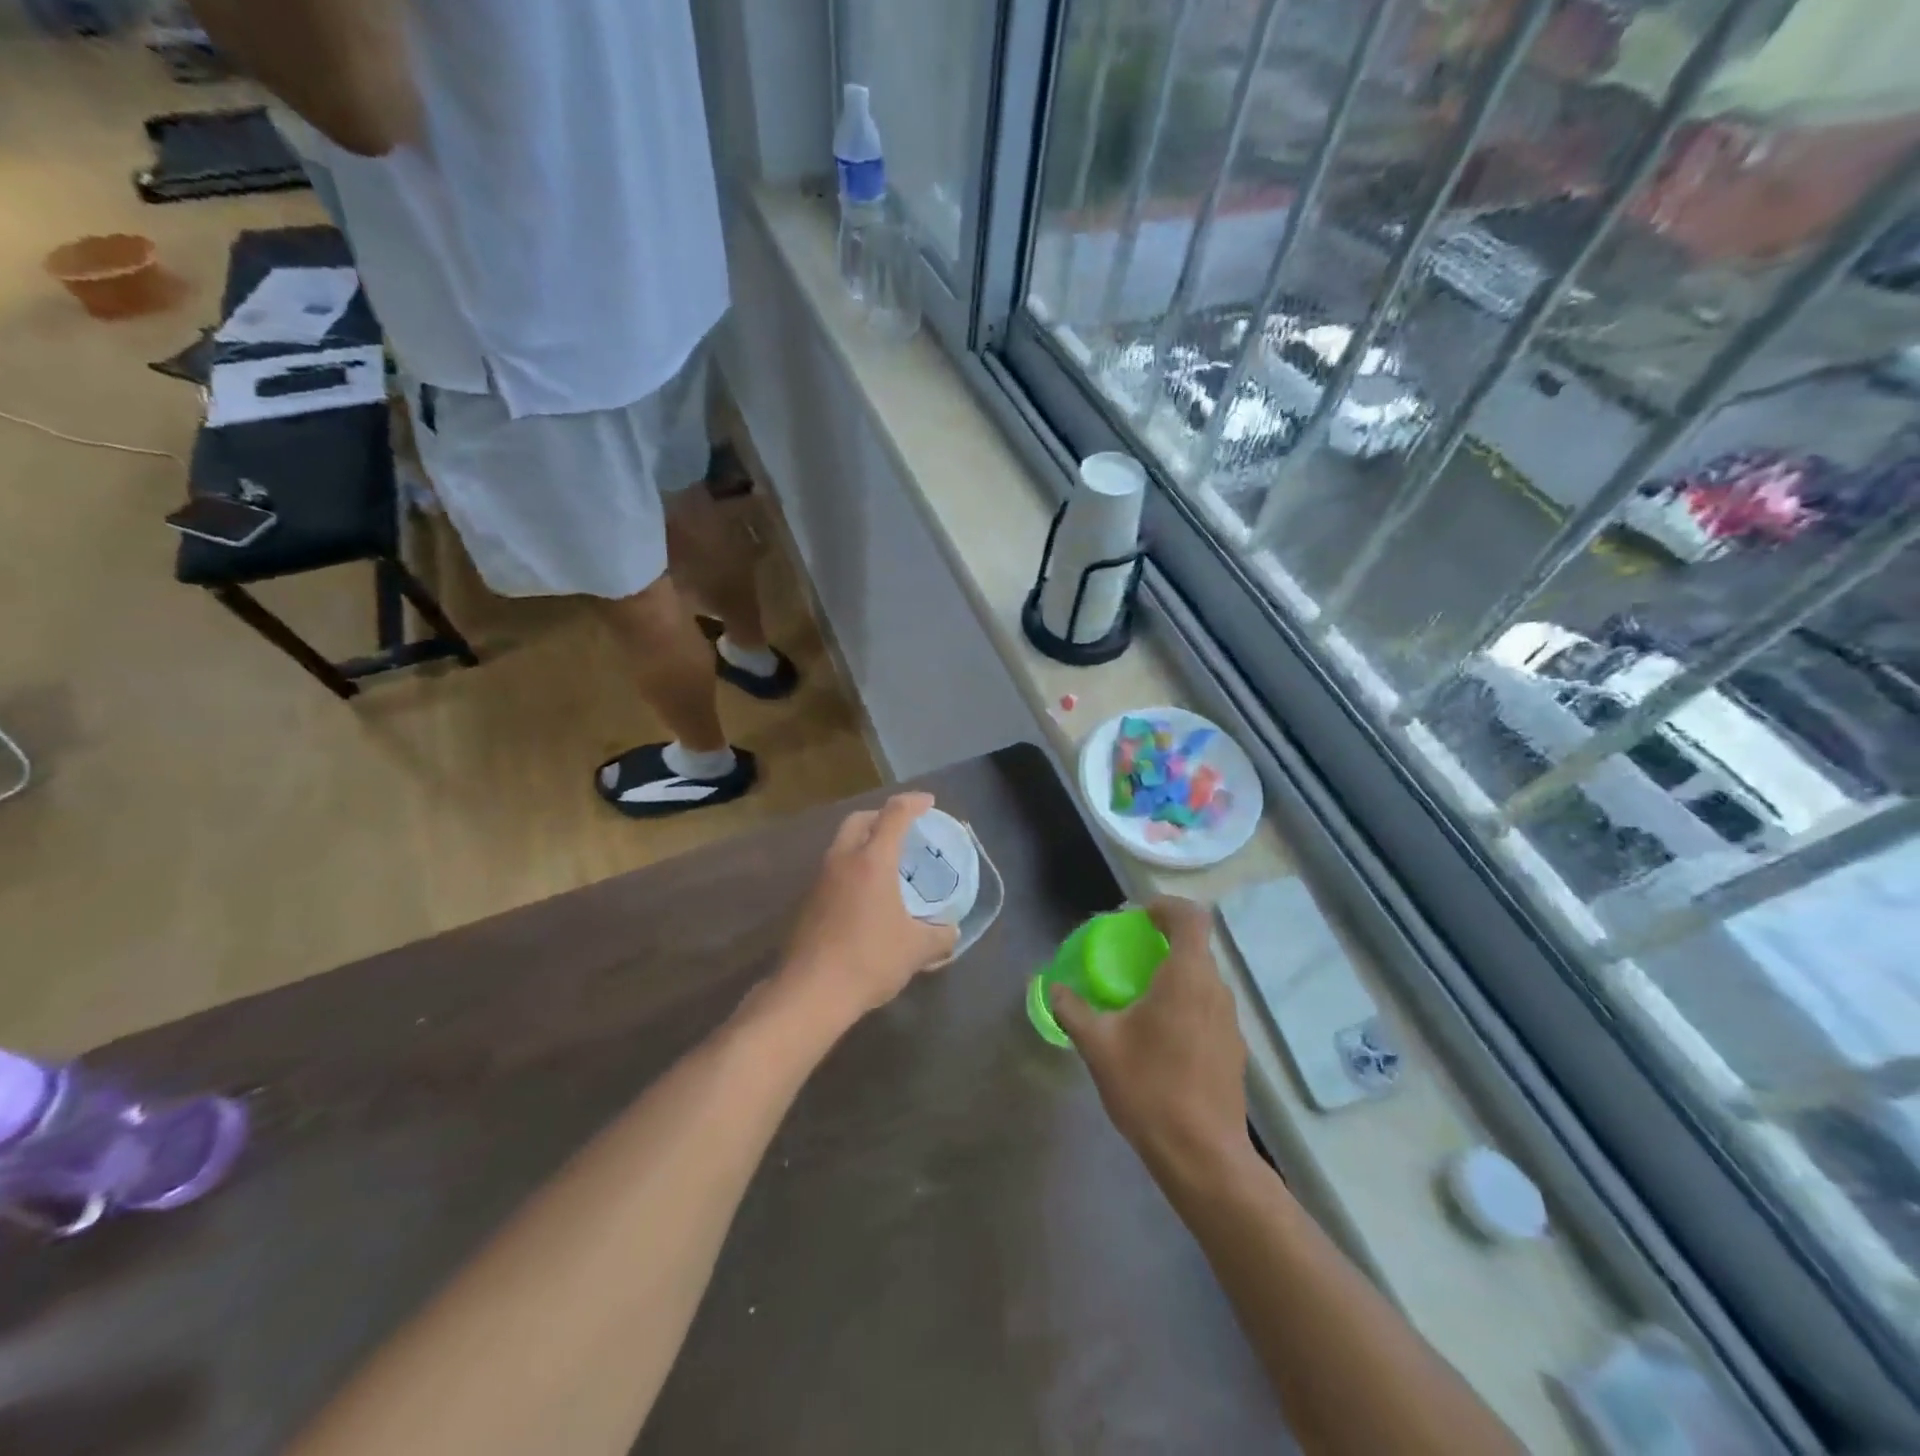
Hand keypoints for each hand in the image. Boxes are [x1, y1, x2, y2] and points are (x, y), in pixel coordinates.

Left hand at [777, 793, 960, 1026]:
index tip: (928, 802)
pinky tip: (866, 894)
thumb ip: (940, 936)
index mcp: (872, 861)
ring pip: (842, 844)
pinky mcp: (808, 902)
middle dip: (882, 816)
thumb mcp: (917, 949)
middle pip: (860, 820)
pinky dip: (852, 868)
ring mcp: (820, 880)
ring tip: (886, 862)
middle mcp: (843, 860)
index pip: (894, 815)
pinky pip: (834, 870)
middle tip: (903, 828)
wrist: (811, 992)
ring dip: (864, 842)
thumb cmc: (869, 959)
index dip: (914, 803)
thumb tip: (951, 932)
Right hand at [1050, 897, 1247, 1179]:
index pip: (1190, 917)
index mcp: (1187, 977)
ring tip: (1140, 998)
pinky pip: (1208, 1007)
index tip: (1138, 918)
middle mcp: (1216, 990)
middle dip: (1163, 943)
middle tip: (1129, 956)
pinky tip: (1160, 1038)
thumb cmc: (1150, 1089)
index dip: (1165, 907)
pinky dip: (1185, 1004)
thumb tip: (1052, 988)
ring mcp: (1230, 1022)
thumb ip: (1073, 1010)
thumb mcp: (1099, 1046)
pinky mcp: (1234, 1050)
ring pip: (1202, 979)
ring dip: (1174, 976)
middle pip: (1196, 947)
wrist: (1203, 1157)